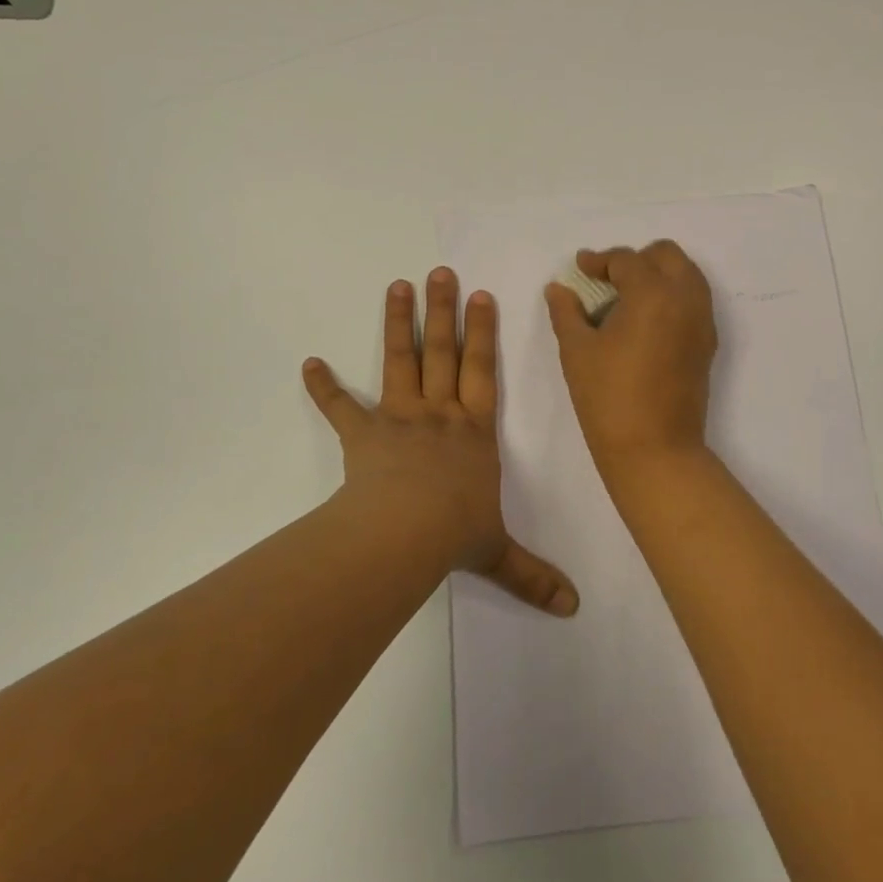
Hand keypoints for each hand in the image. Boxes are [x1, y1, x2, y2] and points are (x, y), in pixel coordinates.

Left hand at [304, 268, 579, 616]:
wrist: (405, 534)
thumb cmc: (455, 533)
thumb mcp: (499, 554)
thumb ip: (533, 576)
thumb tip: (574, 609)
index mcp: (474, 432)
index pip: (484, 372)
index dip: (484, 334)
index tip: (481, 296)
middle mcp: (440, 414)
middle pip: (444, 353)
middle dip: (444, 312)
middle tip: (440, 272)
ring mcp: (399, 419)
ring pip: (401, 362)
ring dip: (398, 324)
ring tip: (397, 286)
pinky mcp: (363, 435)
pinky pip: (341, 408)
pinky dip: (324, 387)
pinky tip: (308, 363)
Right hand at [544, 241, 717, 477]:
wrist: (654, 449)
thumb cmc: (608, 397)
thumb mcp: (577, 351)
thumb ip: (567, 312)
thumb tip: (558, 288)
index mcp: (653, 293)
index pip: (626, 260)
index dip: (599, 261)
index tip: (580, 268)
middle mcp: (685, 298)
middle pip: (666, 255)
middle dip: (636, 260)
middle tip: (607, 281)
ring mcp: (702, 321)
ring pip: (686, 275)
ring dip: (658, 275)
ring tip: (626, 300)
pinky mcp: (707, 343)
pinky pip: (694, 301)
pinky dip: (672, 297)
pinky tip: (645, 323)